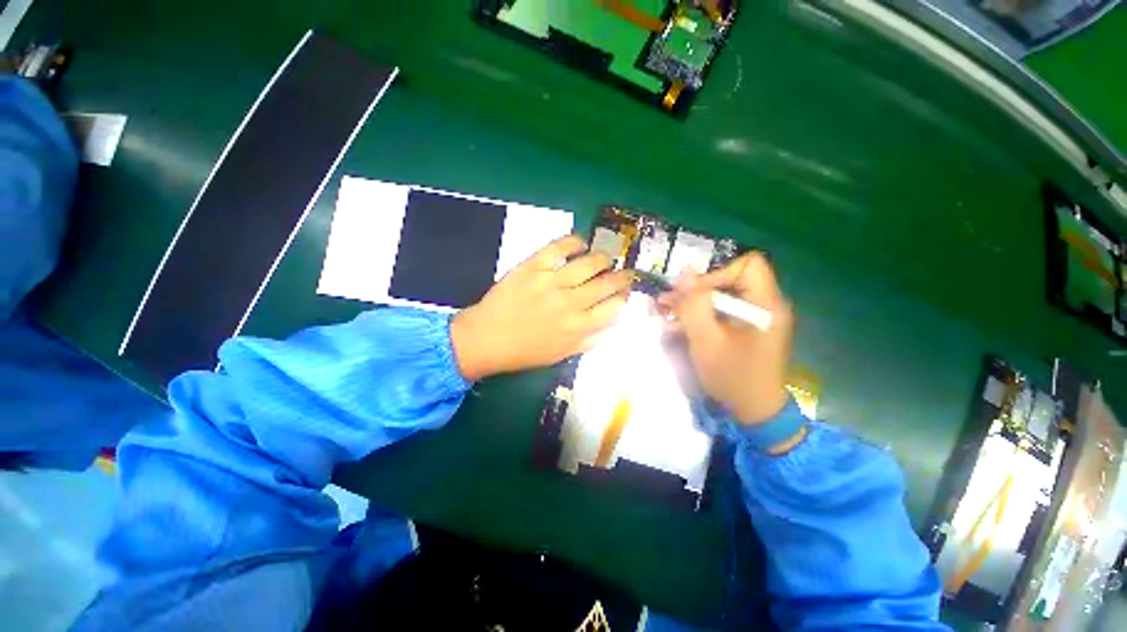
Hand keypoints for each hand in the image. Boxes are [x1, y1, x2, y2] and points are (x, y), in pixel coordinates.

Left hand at [450, 236, 631, 379]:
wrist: (487, 338)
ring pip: (591, 262)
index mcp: (579, 327)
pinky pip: (560, 246)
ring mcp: (553, 281)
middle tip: (623, 273)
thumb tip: (613, 322)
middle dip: (622, 276)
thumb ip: (591, 339)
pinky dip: (575, 241)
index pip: (615, 306)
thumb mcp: (563, 354)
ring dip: (603, 258)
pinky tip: (580, 244)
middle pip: (608, 283)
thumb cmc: (525, 351)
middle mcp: (571, 302)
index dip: (623, 297)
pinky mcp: (534, 266)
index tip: (623, 293)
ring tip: (604, 259)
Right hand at [658, 252, 793, 424]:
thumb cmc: (733, 377)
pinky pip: (721, 313)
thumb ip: (694, 305)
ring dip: (692, 303)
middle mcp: (765, 305)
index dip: (717, 273)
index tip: (693, 294)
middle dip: (696, 290)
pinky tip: (676, 326)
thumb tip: (683, 273)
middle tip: (667, 301)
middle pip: (730, 280)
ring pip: (721, 296)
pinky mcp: (747, 329)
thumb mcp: (706, 340)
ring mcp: (756, 317)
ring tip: (664, 311)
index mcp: (765, 304)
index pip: (748, 265)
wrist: (755, 412)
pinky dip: (700, 316)